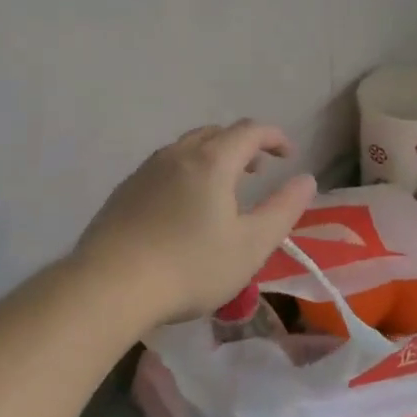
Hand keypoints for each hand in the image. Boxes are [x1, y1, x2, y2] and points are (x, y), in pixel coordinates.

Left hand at [75, 120, 317, 328]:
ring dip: (212, 157)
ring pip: (186, 148)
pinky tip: (182, 207)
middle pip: (216, 133)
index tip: (289, 156)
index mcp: (212, 161)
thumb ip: (283, 209)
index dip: (274, 137)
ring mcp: (146, 170)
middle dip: (243, 145)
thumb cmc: (190, 267)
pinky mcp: (124, 190)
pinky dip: (186, 172)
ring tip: (222, 188)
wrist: (110, 285)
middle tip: (258, 171)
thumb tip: (306, 179)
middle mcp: (177, 154)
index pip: (250, 131)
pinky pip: (164, 167)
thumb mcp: (251, 245)